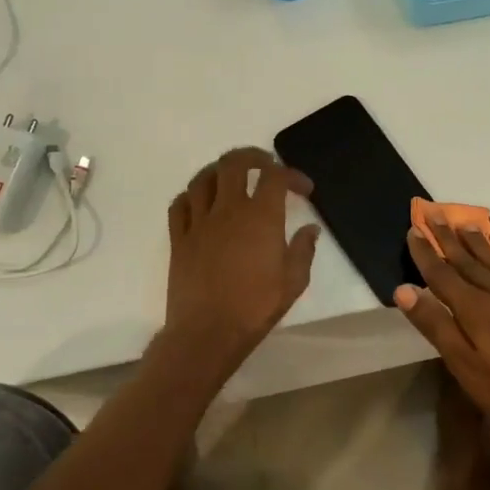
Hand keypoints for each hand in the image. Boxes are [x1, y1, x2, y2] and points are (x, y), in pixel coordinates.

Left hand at [164, 147, 320, 372]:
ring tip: (231, 177)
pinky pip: (180, 204)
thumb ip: (303, 250)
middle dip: (252, 156)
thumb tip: (310, 229)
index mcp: (261, 217)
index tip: (303, 189)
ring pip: (203, 178)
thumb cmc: (255, 308)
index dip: (292, 175)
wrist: (208, 332)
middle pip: (234, 164)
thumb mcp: (293, 282)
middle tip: (265, 164)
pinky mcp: (179, 239)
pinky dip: (192, 195)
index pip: (275, 177)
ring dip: (219, 171)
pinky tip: (201, 203)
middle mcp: (228, 210)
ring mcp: (199, 222)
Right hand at [396, 222, 489, 444]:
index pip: (442, 274)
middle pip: (467, 260)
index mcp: (475, 309)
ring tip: (463, 222)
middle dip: (447, 237)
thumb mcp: (466, 366)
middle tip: (433, 213)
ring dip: (475, 240)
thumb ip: (436, 326)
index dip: (425, 252)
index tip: (412, 229)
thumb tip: (404, 290)